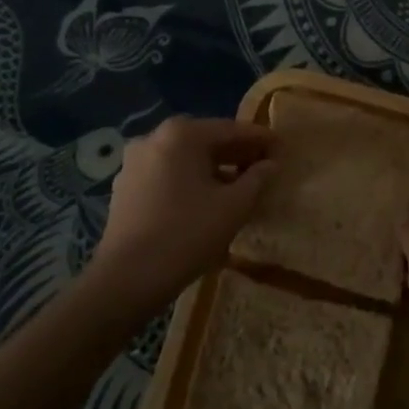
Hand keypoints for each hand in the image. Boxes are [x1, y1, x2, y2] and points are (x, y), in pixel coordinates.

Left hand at [87, 116, 274, 315]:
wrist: (126, 279)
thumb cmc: (187, 234)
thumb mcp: (234, 206)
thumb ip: (257, 179)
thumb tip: (270, 164)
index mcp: (182, 134)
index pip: (232, 129)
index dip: (261, 139)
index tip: (283, 149)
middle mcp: (155, 137)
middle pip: (206, 140)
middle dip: (237, 153)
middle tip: (265, 167)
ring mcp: (135, 161)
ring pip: (185, 158)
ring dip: (214, 168)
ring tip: (239, 186)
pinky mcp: (125, 186)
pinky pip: (167, 174)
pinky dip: (190, 180)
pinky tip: (206, 200)